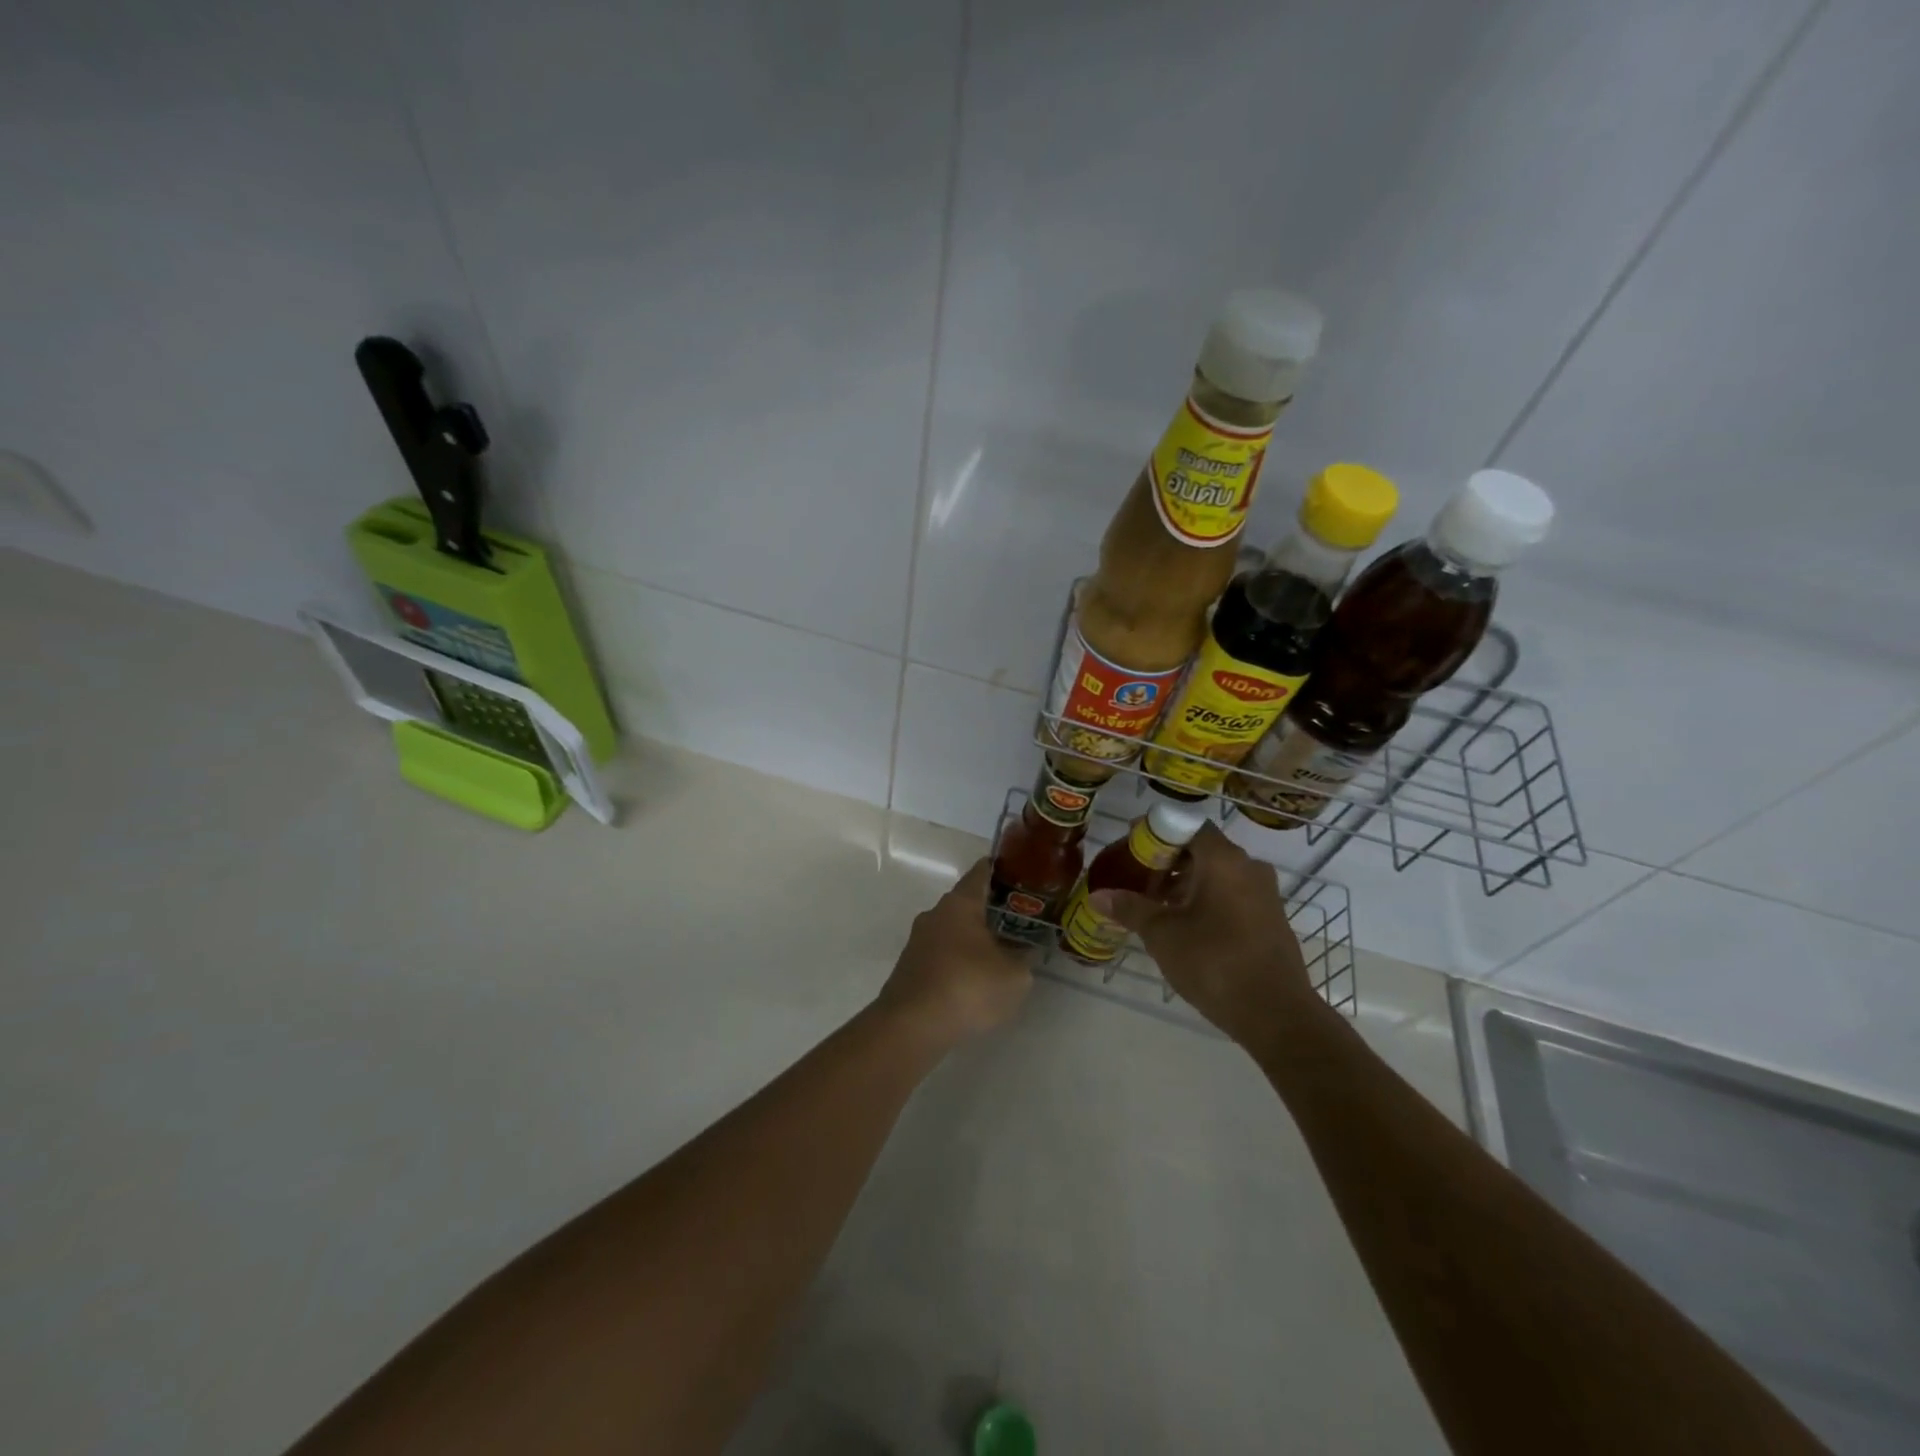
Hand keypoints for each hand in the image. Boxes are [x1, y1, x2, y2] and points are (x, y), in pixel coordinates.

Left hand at [875, 859, 1031, 1048]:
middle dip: (990, 910)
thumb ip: (1024, 960)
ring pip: (952, 930)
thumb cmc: (968, 987)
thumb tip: (1026, 952)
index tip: (1018, 873)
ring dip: (972, 939)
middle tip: (1018, 920)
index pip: (981, 873)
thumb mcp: (1014, 977)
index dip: (1000, 870)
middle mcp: (935, 914)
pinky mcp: (909, 968)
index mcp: (960, 904)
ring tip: (999, 953)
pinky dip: (958, 961)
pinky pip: (941, 955)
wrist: (911, 1026)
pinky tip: (973, 980)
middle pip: (966, 903)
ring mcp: (918, 941)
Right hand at [1089, 823, 1315, 1046]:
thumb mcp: (1162, 934)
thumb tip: (1097, 896)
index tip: (1131, 848)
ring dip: (1186, 882)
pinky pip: (1232, 894)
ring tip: (1156, 906)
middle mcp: (1249, 866)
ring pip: (1218, 873)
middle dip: (1167, 861)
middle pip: (1201, 848)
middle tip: (1137, 879)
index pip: (1186, 825)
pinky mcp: (1271, 918)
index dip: (1155, 832)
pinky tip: (1185, 926)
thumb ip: (1130, 908)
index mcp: (1223, 859)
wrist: (1276, 1015)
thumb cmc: (1214, 962)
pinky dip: (1206, 899)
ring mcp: (1264, 893)